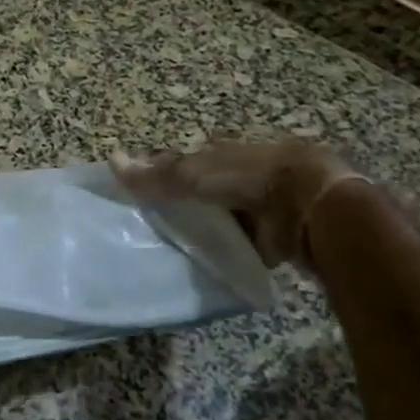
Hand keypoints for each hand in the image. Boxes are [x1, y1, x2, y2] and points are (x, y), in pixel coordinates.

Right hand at [113, 139, 362, 267]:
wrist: (308, 204)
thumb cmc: (247, 177)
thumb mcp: (193, 173)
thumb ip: (154, 175)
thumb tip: (110, 160)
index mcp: (217, 152)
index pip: (178, 164)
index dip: (157, 177)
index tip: (135, 198)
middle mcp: (234, 175)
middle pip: (196, 192)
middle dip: (177, 207)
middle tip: (147, 230)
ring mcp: (253, 206)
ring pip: (214, 219)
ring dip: (199, 232)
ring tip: (167, 252)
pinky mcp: (267, 236)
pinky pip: (234, 245)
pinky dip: (221, 253)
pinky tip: (199, 266)